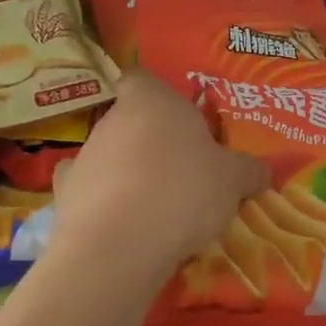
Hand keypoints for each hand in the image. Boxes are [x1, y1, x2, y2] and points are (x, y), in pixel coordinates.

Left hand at [52, 73, 266, 277]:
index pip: (142, 79)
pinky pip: (91, 192)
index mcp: (152, 101)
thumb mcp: (233, 180)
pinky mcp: (64, 196)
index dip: (158, 95)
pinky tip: (125, 224)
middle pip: (131, 121)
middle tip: (184, 171)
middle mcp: (111, 120)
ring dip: (130, 174)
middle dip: (153, 142)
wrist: (119, 246)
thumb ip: (248, 170)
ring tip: (159, 208)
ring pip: (111, 157)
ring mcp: (83, 157)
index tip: (178, 119)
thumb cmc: (182, 191)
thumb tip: (261, 171)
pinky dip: (105, 203)